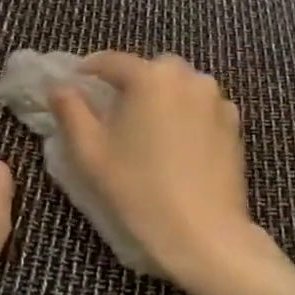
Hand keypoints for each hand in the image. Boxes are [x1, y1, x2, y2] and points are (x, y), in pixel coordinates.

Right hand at [50, 52, 273, 290]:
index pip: (112, 61)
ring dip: (161, 98)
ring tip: (146, 129)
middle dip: (130, 84)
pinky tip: (177, 144)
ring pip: (179, 87)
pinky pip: (201, 107)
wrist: (203, 232)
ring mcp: (216, 99)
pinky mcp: (234, 123)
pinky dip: (186, 115)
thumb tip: (60, 86)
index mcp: (151, 77)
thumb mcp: (90, 152)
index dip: (89, 70)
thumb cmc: (139, 190)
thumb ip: (71, 111)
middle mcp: (188, 77)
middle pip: (150, 71)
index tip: (76, 83)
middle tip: (113, 112)